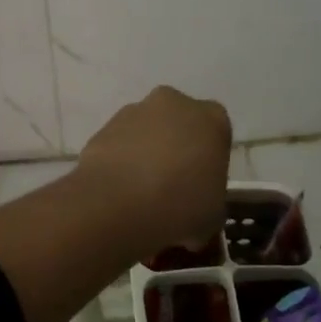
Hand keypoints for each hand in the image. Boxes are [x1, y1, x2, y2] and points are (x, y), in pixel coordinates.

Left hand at [74, 86, 230, 258]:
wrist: (118, 204)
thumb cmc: (180, 207)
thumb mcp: (213, 217)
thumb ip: (209, 202)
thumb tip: (194, 216)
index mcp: (212, 120)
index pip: (216, 134)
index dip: (208, 161)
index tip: (201, 187)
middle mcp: (174, 104)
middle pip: (179, 125)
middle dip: (176, 149)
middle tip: (172, 187)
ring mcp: (135, 111)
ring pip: (146, 131)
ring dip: (145, 154)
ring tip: (140, 194)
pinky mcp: (104, 126)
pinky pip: (119, 144)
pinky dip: (120, 161)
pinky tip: (118, 191)